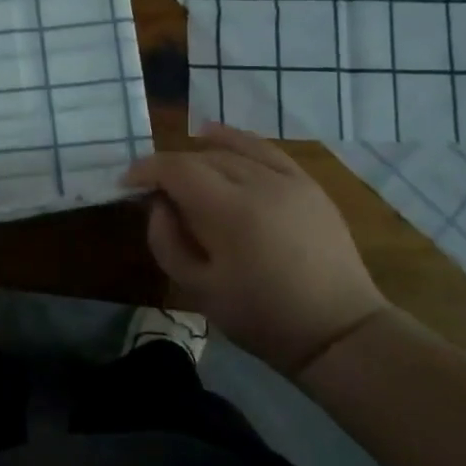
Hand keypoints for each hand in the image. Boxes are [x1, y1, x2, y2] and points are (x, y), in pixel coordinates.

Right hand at [122, 123, 389, 376]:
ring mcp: (288, 180)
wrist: (338, 331)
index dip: (146, 170)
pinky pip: (265, 149)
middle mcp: (259, 183)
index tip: (126, 182)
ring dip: (198, 154)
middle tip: (153, 190)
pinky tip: (214, 135)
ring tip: (179, 167)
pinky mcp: (307, 185)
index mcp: (229, 211)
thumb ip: (166, 241)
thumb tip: (159, 205)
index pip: (176, 169)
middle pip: (202, 157)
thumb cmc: (261, 316)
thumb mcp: (197, 289)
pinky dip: (235, 139)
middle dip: (170, 168)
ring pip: (231, 151)